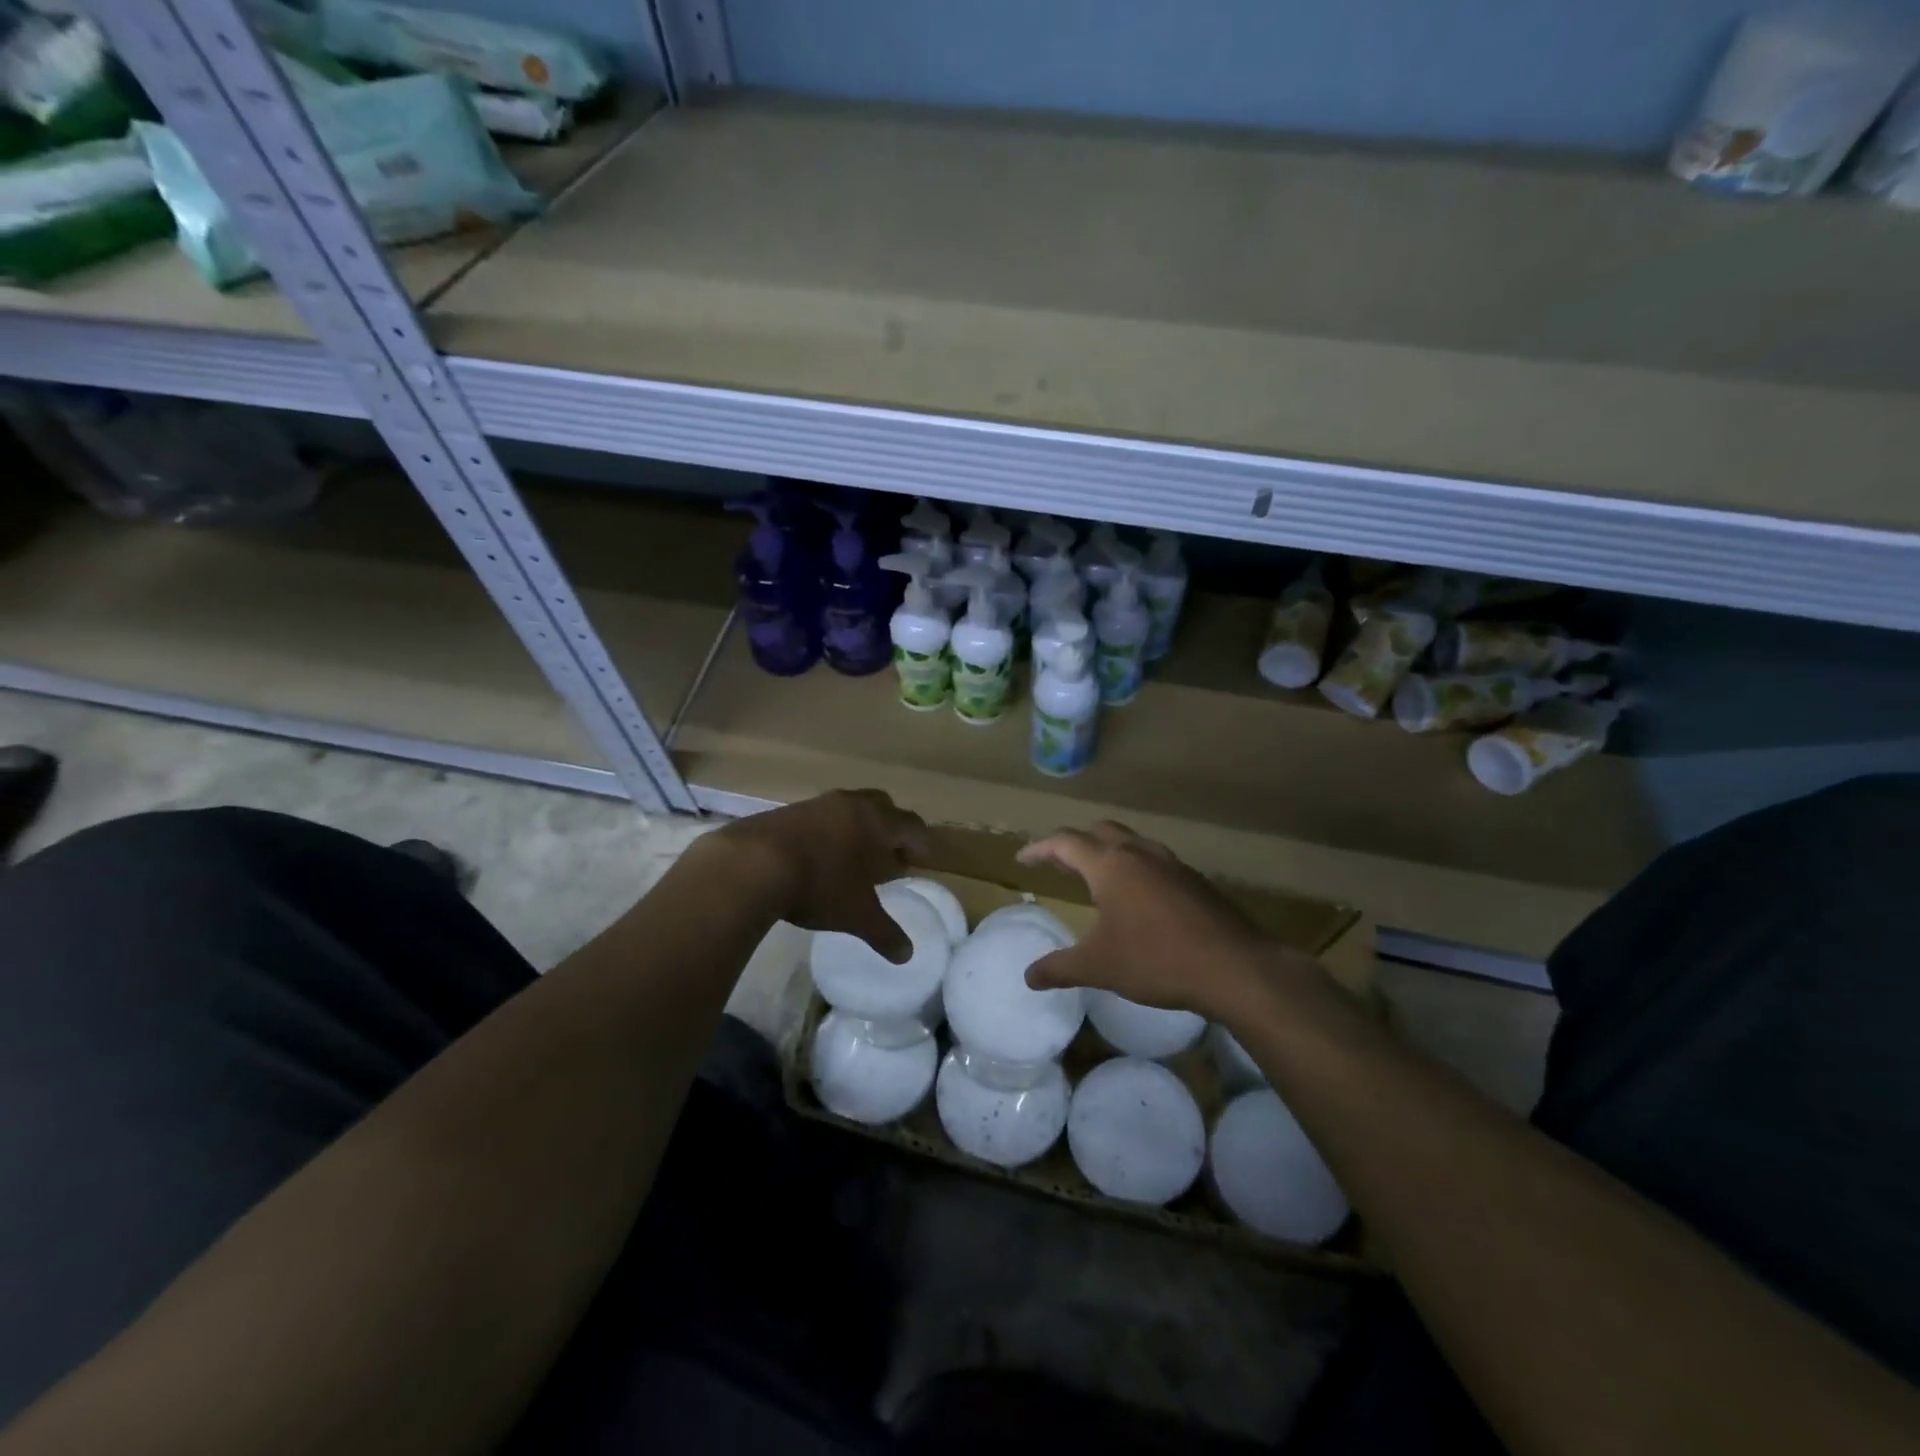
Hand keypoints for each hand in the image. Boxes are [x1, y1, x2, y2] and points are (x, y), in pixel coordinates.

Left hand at [707, 789, 929, 961]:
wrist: (751, 864)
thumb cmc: (819, 885)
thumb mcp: (856, 915)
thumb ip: (885, 933)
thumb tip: (906, 955)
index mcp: (876, 821)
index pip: (911, 824)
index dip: (920, 842)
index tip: (921, 859)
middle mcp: (850, 803)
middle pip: (882, 806)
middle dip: (890, 828)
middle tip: (888, 855)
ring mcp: (816, 803)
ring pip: (848, 808)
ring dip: (856, 828)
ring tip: (851, 858)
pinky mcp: (786, 811)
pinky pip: (819, 816)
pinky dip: (827, 832)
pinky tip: (816, 857)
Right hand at [1017, 821, 1306, 1016]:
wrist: (1235, 967)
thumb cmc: (1157, 960)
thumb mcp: (1099, 967)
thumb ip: (1060, 968)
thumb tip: (1029, 977)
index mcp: (1110, 865)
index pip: (1065, 842)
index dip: (1039, 848)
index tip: (1022, 859)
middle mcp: (1139, 853)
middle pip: (1099, 831)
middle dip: (1074, 842)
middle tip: (1058, 862)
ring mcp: (1171, 863)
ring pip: (1131, 841)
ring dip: (1107, 850)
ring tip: (1096, 876)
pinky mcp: (1194, 880)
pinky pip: (1154, 860)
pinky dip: (1135, 866)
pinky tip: (1138, 897)